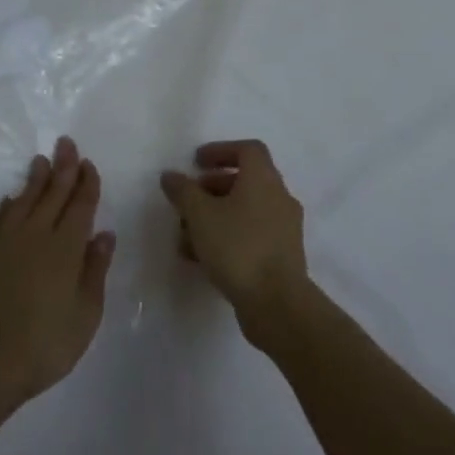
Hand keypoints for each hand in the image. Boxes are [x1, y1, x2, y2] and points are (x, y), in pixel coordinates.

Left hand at [0, 137, 115, 412]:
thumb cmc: (47, 342)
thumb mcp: (86, 313)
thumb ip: (95, 270)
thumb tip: (104, 234)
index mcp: (66, 247)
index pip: (80, 205)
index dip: (86, 183)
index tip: (88, 164)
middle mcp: (37, 235)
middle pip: (52, 193)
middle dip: (63, 167)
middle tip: (66, 143)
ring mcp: (8, 243)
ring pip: (24, 200)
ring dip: (35, 179)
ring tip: (41, 160)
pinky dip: (7, 206)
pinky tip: (10, 199)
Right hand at [161, 139, 310, 347]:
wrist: (277, 304)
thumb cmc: (238, 247)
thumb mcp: (200, 215)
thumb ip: (183, 191)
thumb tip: (171, 175)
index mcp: (264, 179)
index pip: (248, 149)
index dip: (220, 150)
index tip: (196, 163)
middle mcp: (279, 198)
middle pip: (245, 181)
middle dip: (211, 188)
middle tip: (188, 200)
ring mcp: (284, 229)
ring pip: (245, 211)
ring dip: (215, 217)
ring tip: (186, 236)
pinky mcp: (282, 256)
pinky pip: (251, 235)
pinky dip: (227, 237)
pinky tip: (202, 258)